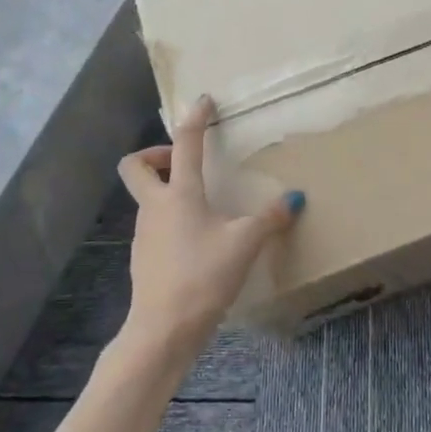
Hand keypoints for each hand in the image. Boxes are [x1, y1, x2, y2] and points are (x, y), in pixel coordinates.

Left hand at [116, 97, 303, 359]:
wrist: (163, 330)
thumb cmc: (203, 276)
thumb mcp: (245, 244)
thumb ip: (270, 219)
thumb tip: (294, 199)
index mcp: (180, 194)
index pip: (184, 143)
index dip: (195, 118)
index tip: (204, 101)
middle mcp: (155, 206)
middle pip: (136, 166)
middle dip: (156, 154)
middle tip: (183, 161)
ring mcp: (144, 233)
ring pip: (145, 196)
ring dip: (166, 188)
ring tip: (202, 203)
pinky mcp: (144, 256)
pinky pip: (154, 223)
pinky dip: (170, 218)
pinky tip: (196, 237)